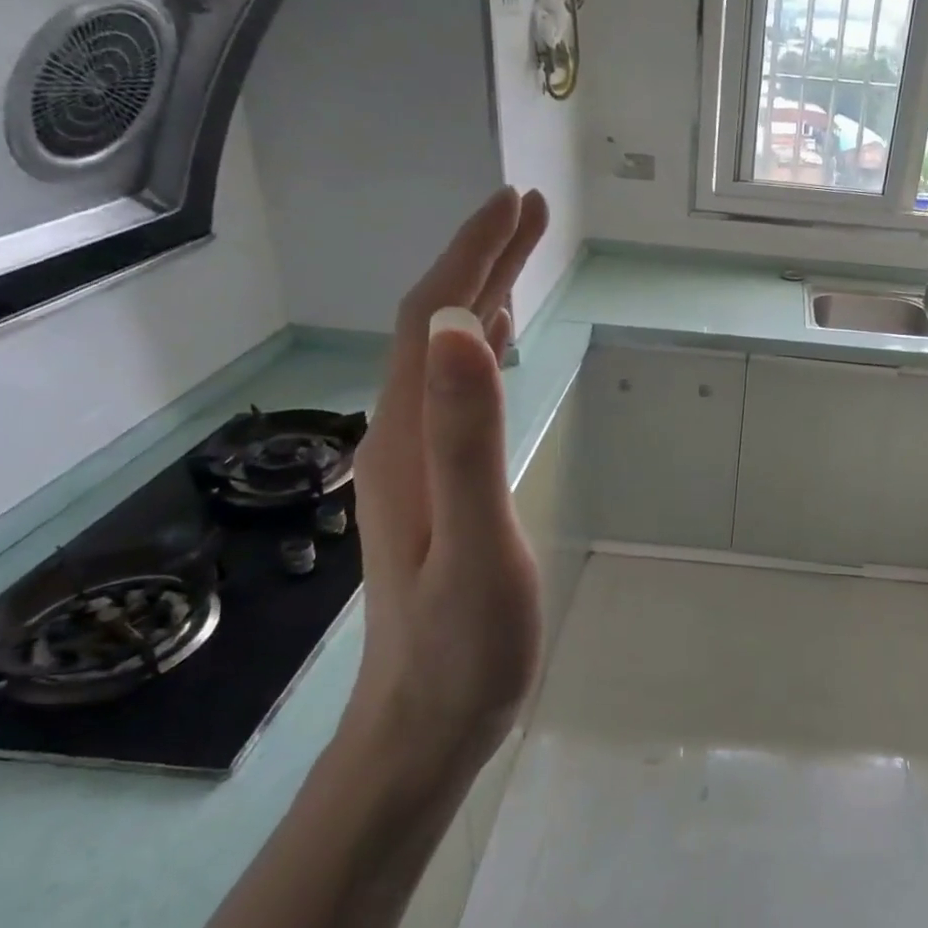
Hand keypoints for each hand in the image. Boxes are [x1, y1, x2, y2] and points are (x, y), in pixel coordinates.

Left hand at [342, 187, 550, 799]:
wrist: (426, 724)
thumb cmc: (463, 645)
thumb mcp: (475, 538)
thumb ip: (465, 434)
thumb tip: (457, 327)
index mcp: (407, 439)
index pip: (429, 320)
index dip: (471, 255)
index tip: (516, 204)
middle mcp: (399, 438)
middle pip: (432, 329)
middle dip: (479, 261)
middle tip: (528, 212)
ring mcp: (414, 465)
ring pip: (440, 359)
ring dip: (477, 299)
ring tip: (517, 260)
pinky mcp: (434, 489)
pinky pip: (452, 396)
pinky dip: (474, 354)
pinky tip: (492, 349)